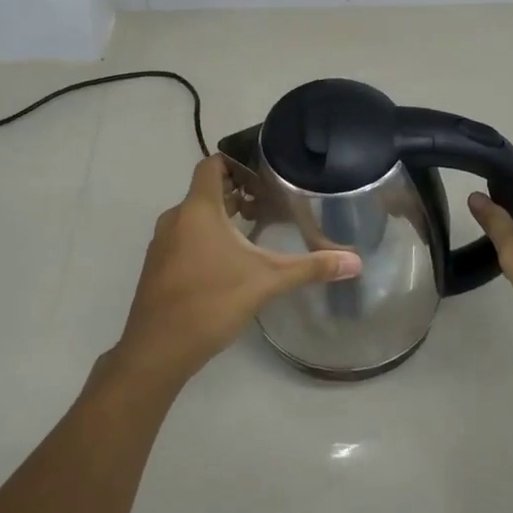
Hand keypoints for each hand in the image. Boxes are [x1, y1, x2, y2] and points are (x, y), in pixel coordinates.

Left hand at [113, 155, 361, 389]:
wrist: (157, 350)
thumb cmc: (211, 302)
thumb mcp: (267, 282)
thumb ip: (310, 268)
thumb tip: (355, 262)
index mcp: (198, 209)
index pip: (212, 164)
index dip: (236, 162)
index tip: (263, 172)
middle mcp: (175, 218)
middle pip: (206, 191)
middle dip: (236, 192)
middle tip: (268, 202)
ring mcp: (162, 244)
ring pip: (194, 216)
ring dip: (220, 218)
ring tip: (253, 230)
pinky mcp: (158, 267)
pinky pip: (183, 238)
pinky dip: (204, 238)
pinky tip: (227, 262)